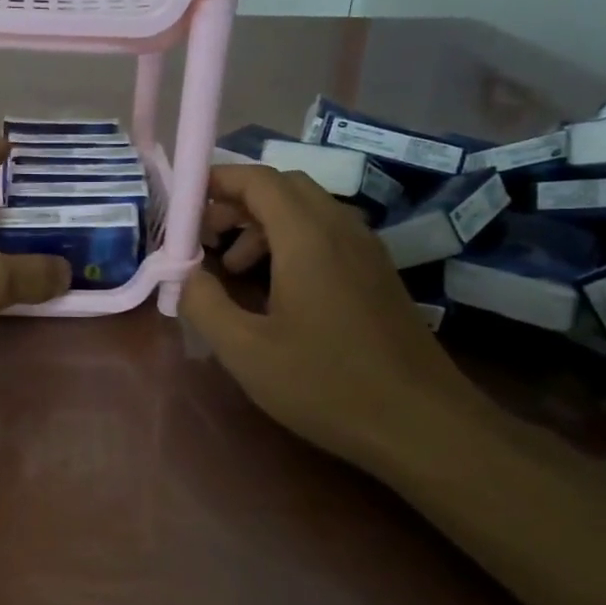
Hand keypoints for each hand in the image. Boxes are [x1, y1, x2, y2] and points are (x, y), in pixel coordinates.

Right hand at [182, 164, 481, 473]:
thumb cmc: (326, 384)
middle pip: (283, 187)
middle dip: (236, 201)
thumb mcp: (246, 351)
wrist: (422, 424)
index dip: (216, 181)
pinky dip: (290, 242)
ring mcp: (366, 250)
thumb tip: (184, 272)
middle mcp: (341, 228)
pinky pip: (326, 234)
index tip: (183, 204)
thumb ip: (204, 303)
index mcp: (308, 236)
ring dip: (261, 224)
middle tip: (204, 236)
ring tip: (232, 269)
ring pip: (306, 210)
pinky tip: (275, 289)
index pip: (258, 179)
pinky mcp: (377, 273)